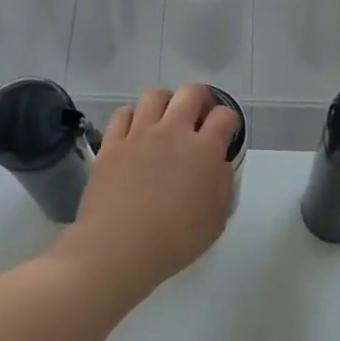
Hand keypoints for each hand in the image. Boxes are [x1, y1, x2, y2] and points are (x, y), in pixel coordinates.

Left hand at [58, 83, 238, 294]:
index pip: (224, 116)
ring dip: (166, 102)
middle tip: (199, 115)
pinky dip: (133, 116)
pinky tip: (135, 131)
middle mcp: (172, 132)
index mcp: (204, 150)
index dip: (229, 120)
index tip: (225, 131)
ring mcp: (139, 134)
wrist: (118, 248)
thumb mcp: (215, 220)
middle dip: (200, 98)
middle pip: (190, 92)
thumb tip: (217, 163)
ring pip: (154, 95)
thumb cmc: (174, 241)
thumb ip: (222, 184)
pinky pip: (123, 114)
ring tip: (165, 119)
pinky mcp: (111, 144)